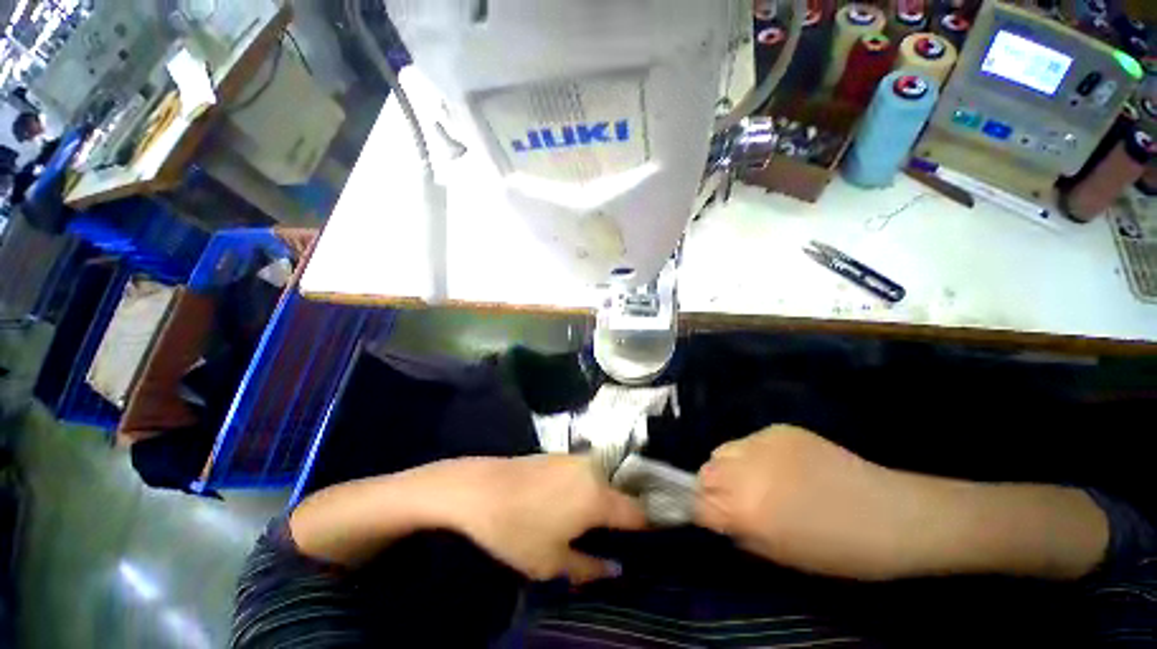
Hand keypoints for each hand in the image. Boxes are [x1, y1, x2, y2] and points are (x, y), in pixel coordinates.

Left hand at [436, 455, 646, 584]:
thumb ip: (590, 568)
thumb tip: (617, 569)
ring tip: (581, 531)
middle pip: (621, 499)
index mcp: (600, 497)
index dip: (644, 536)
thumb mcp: (551, 563)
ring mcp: (570, 460)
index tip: (639, 552)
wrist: (465, 491)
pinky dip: (580, 495)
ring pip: (599, 488)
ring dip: (598, 508)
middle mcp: (593, 472)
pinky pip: (579, 479)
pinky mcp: (550, 456)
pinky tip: (560, 512)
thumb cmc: (512, 531)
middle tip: (606, 547)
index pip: (640, 516)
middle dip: (619, 523)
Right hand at [696, 425, 910, 579]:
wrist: (883, 516)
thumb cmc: (828, 552)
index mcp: (741, 510)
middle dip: (710, 490)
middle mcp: (749, 469)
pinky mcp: (790, 429)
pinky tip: (777, 471)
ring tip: (754, 487)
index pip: (692, 504)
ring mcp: (770, 443)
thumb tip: (718, 518)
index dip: (696, 515)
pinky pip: (753, 440)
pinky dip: (754, 455)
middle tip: (731, 508)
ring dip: (730, 470)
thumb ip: (736, 531)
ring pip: (726, 451)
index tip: (704, 524)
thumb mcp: (770, 553)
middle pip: (705, 472)